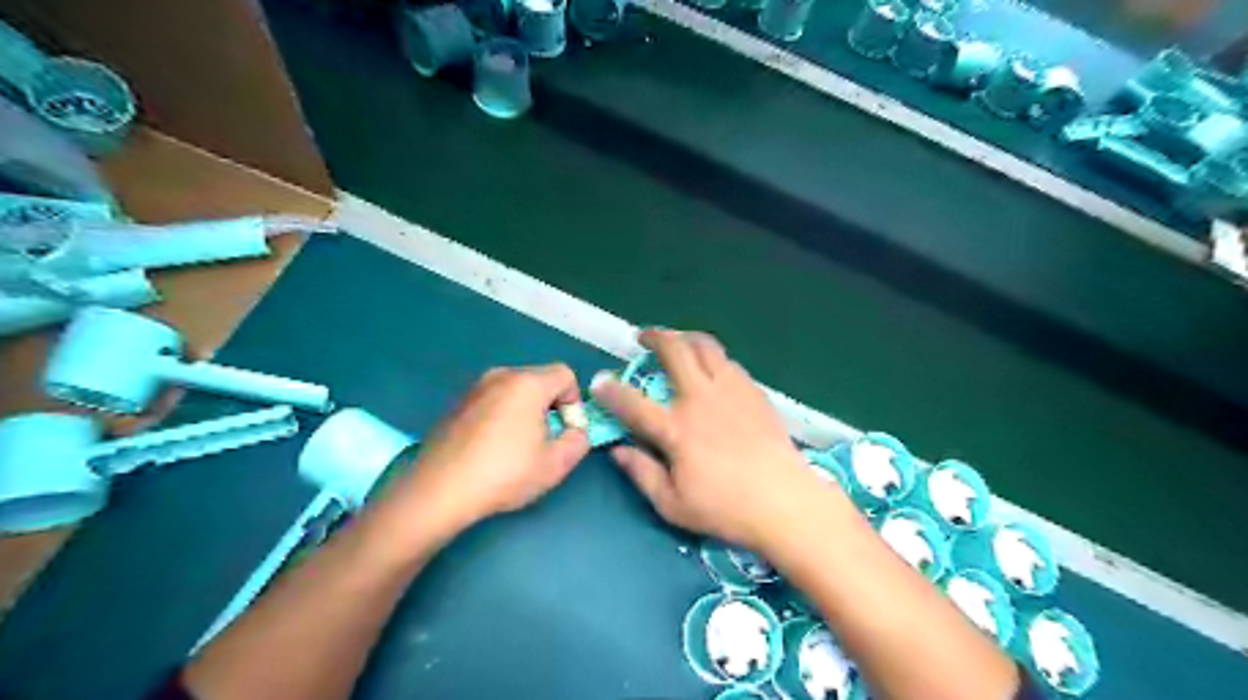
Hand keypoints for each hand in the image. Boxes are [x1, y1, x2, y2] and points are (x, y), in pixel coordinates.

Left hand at [386, 367, 591, 539]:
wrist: (439, 490)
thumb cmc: (504, 474)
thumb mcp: (556, 464)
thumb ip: (579, 440)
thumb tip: (575, 431)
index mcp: (527, 383)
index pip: (565, 375)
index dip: (573, 402)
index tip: (565, 432)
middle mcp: (500, 376)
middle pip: (539, 380)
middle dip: (550, 407)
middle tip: (544, 441)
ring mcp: (474, 389)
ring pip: (514, 391)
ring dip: (525, 412)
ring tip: (517, 447)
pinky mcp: (457, 404)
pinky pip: (492, 401)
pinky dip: (501, 416)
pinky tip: (491, 449)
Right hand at [591, 330, 821, 553]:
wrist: (784, 501)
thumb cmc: (725, 508)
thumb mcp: (673, 504)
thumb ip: (641, 474)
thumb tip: (618, 451)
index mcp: (676, 429)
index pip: (633, 403)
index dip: (610, 389)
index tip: (599, 380)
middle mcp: (700, 399)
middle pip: (674, 351)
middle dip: (654, 337)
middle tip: (644, 337)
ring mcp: (730, 390)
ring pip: (705, 346)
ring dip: (685, 337)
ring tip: (677, 341)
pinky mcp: (753, 391)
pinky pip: (728, 361)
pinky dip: (711, 356)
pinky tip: (710, 367)